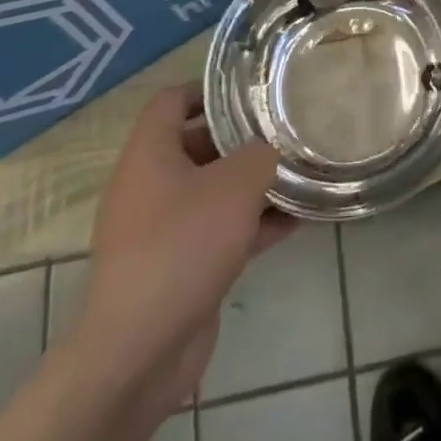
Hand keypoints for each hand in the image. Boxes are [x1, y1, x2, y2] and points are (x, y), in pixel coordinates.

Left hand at [70, 85, 292, 419]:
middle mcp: (150, 187)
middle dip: (242, 137)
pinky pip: (220, 230)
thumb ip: (259, 154)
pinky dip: (253, 223)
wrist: (140, 352)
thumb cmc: (182, 246)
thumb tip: (270, 148)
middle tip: (286, 129)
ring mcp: (162, 230)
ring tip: (301, 172)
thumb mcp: (234, 185)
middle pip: (197, 144)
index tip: (249, 89)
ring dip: (254, 184)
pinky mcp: (179, 267)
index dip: (207, 89)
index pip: (171, 101)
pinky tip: (297, 221)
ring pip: (213, 191)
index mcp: (149, 155)